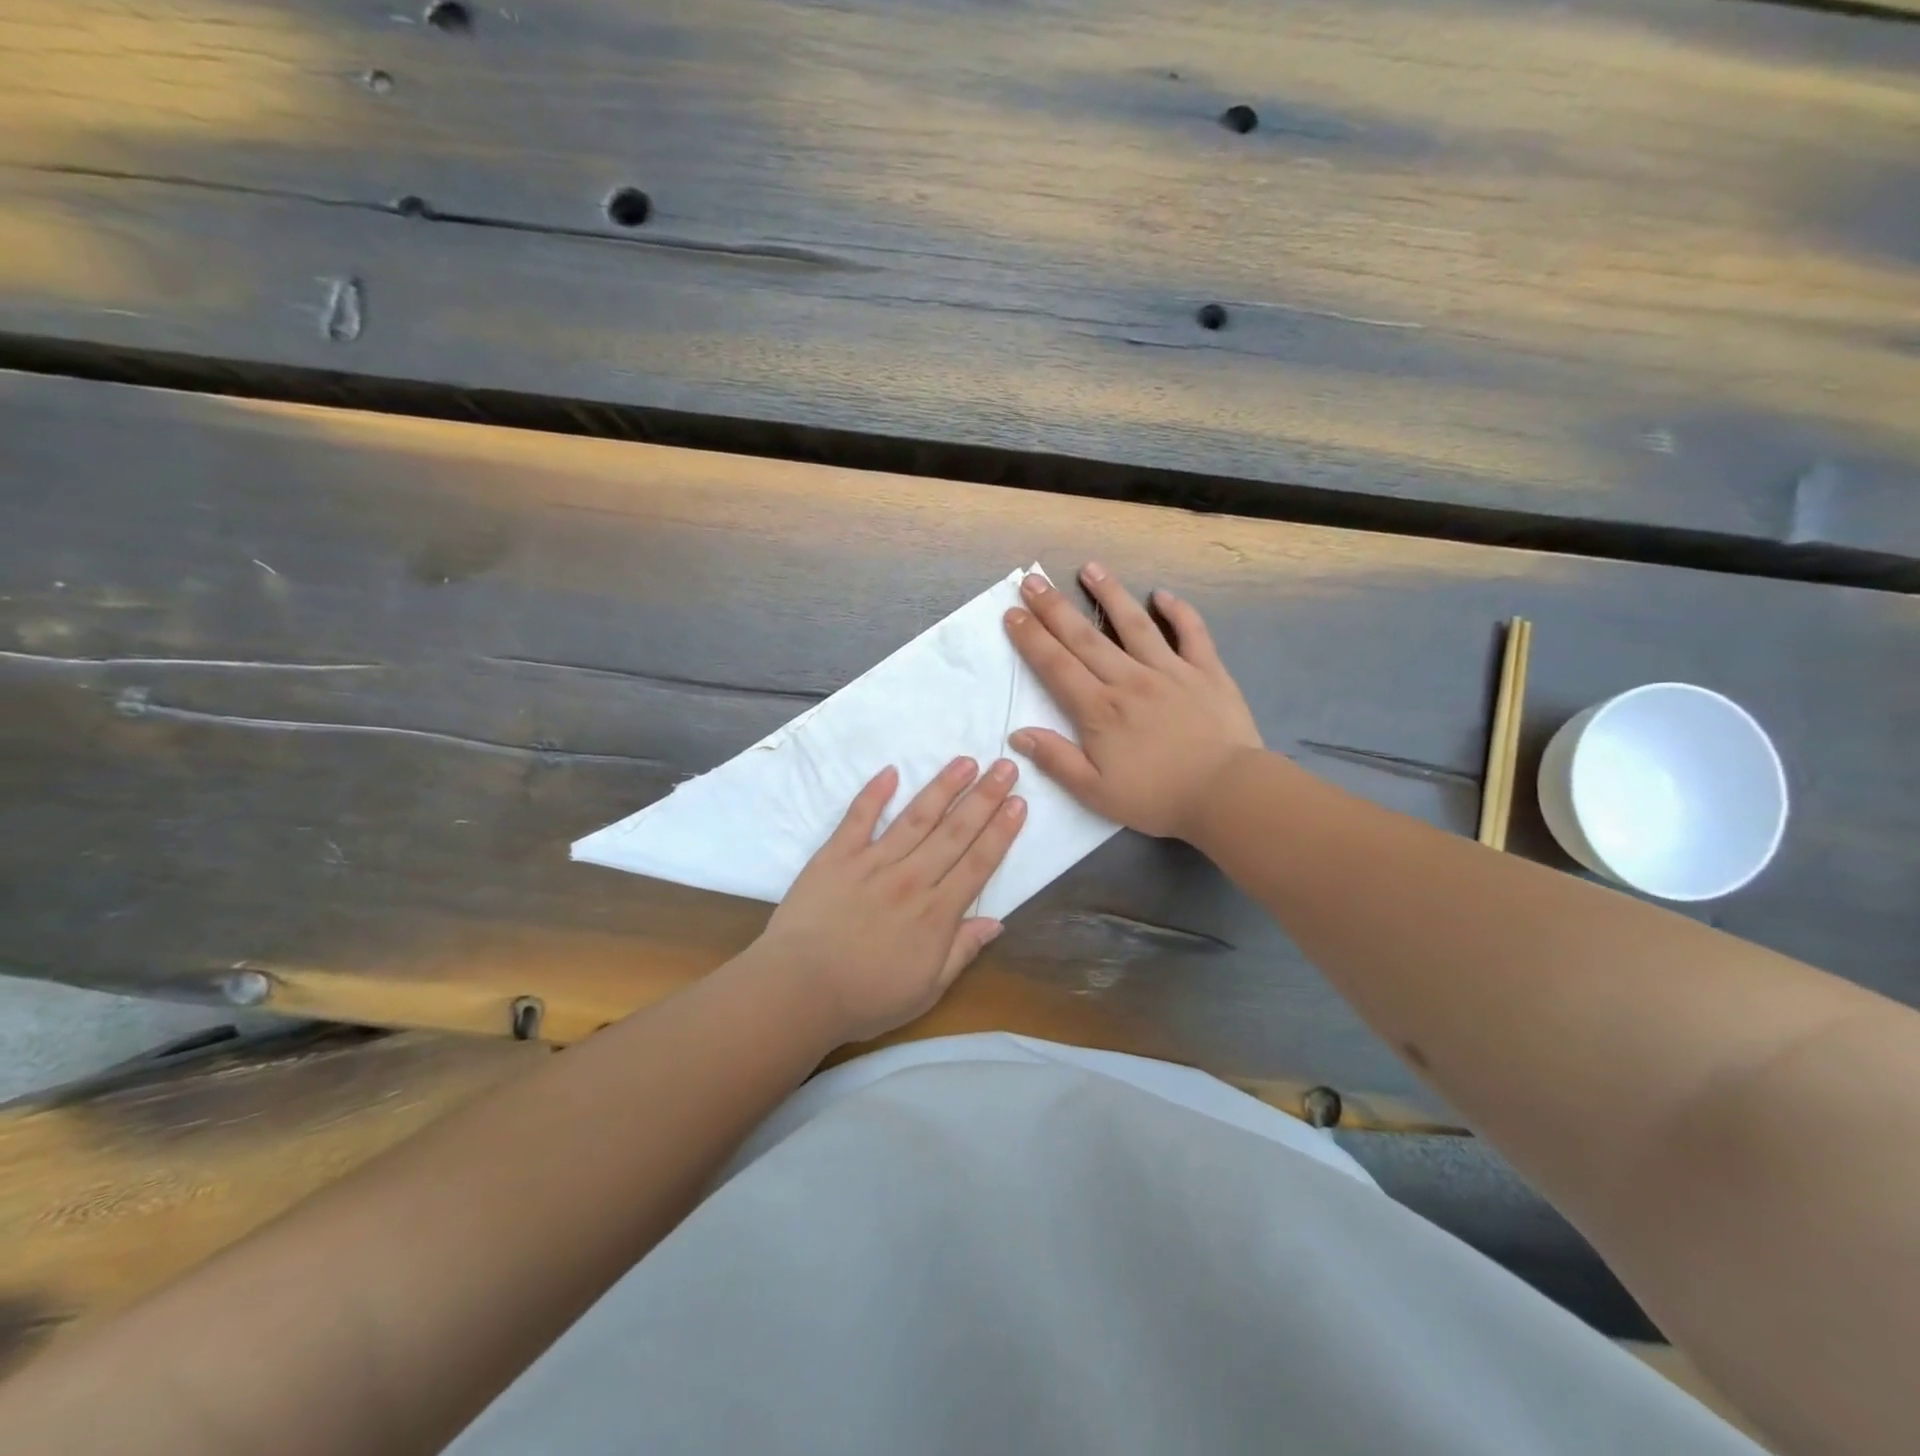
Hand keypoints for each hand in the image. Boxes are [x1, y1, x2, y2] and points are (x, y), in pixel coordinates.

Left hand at [751, 756, 1026, 1044]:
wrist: (798, 991)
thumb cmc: (865, 998)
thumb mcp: (926, 990)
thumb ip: (962, 952)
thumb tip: (996, 922)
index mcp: (936, 913)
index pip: (978, 863)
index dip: (1001, 831)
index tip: (1018, 803)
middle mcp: (911, 878)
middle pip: (955, 831)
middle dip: (984, 797)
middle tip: (1005, 766)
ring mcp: (873, 862)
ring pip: (916, 817)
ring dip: (943, 787)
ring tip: (965, 761)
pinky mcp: (836, 856)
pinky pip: (858, 818)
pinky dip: (874, 793)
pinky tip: (891, 771)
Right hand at [1003, 562, 1262, 838]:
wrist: (1227, 794)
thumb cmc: (1157, 798)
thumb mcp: (1096, 793)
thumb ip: (1056, 760)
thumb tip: (1019, 733)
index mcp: (1100, 710)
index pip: (1056, 666)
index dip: (1031, 639)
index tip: (1013, 613)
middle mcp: (1130, 680)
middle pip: (1085, 637)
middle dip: (1054, 608)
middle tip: (1033, 580)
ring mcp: (1171, 671)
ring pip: (1134, 624)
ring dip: (1110, 593)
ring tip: (1090, 568)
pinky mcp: (1207, 671)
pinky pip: (1191, 633)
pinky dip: (1178, 611)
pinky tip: (1162, 595)